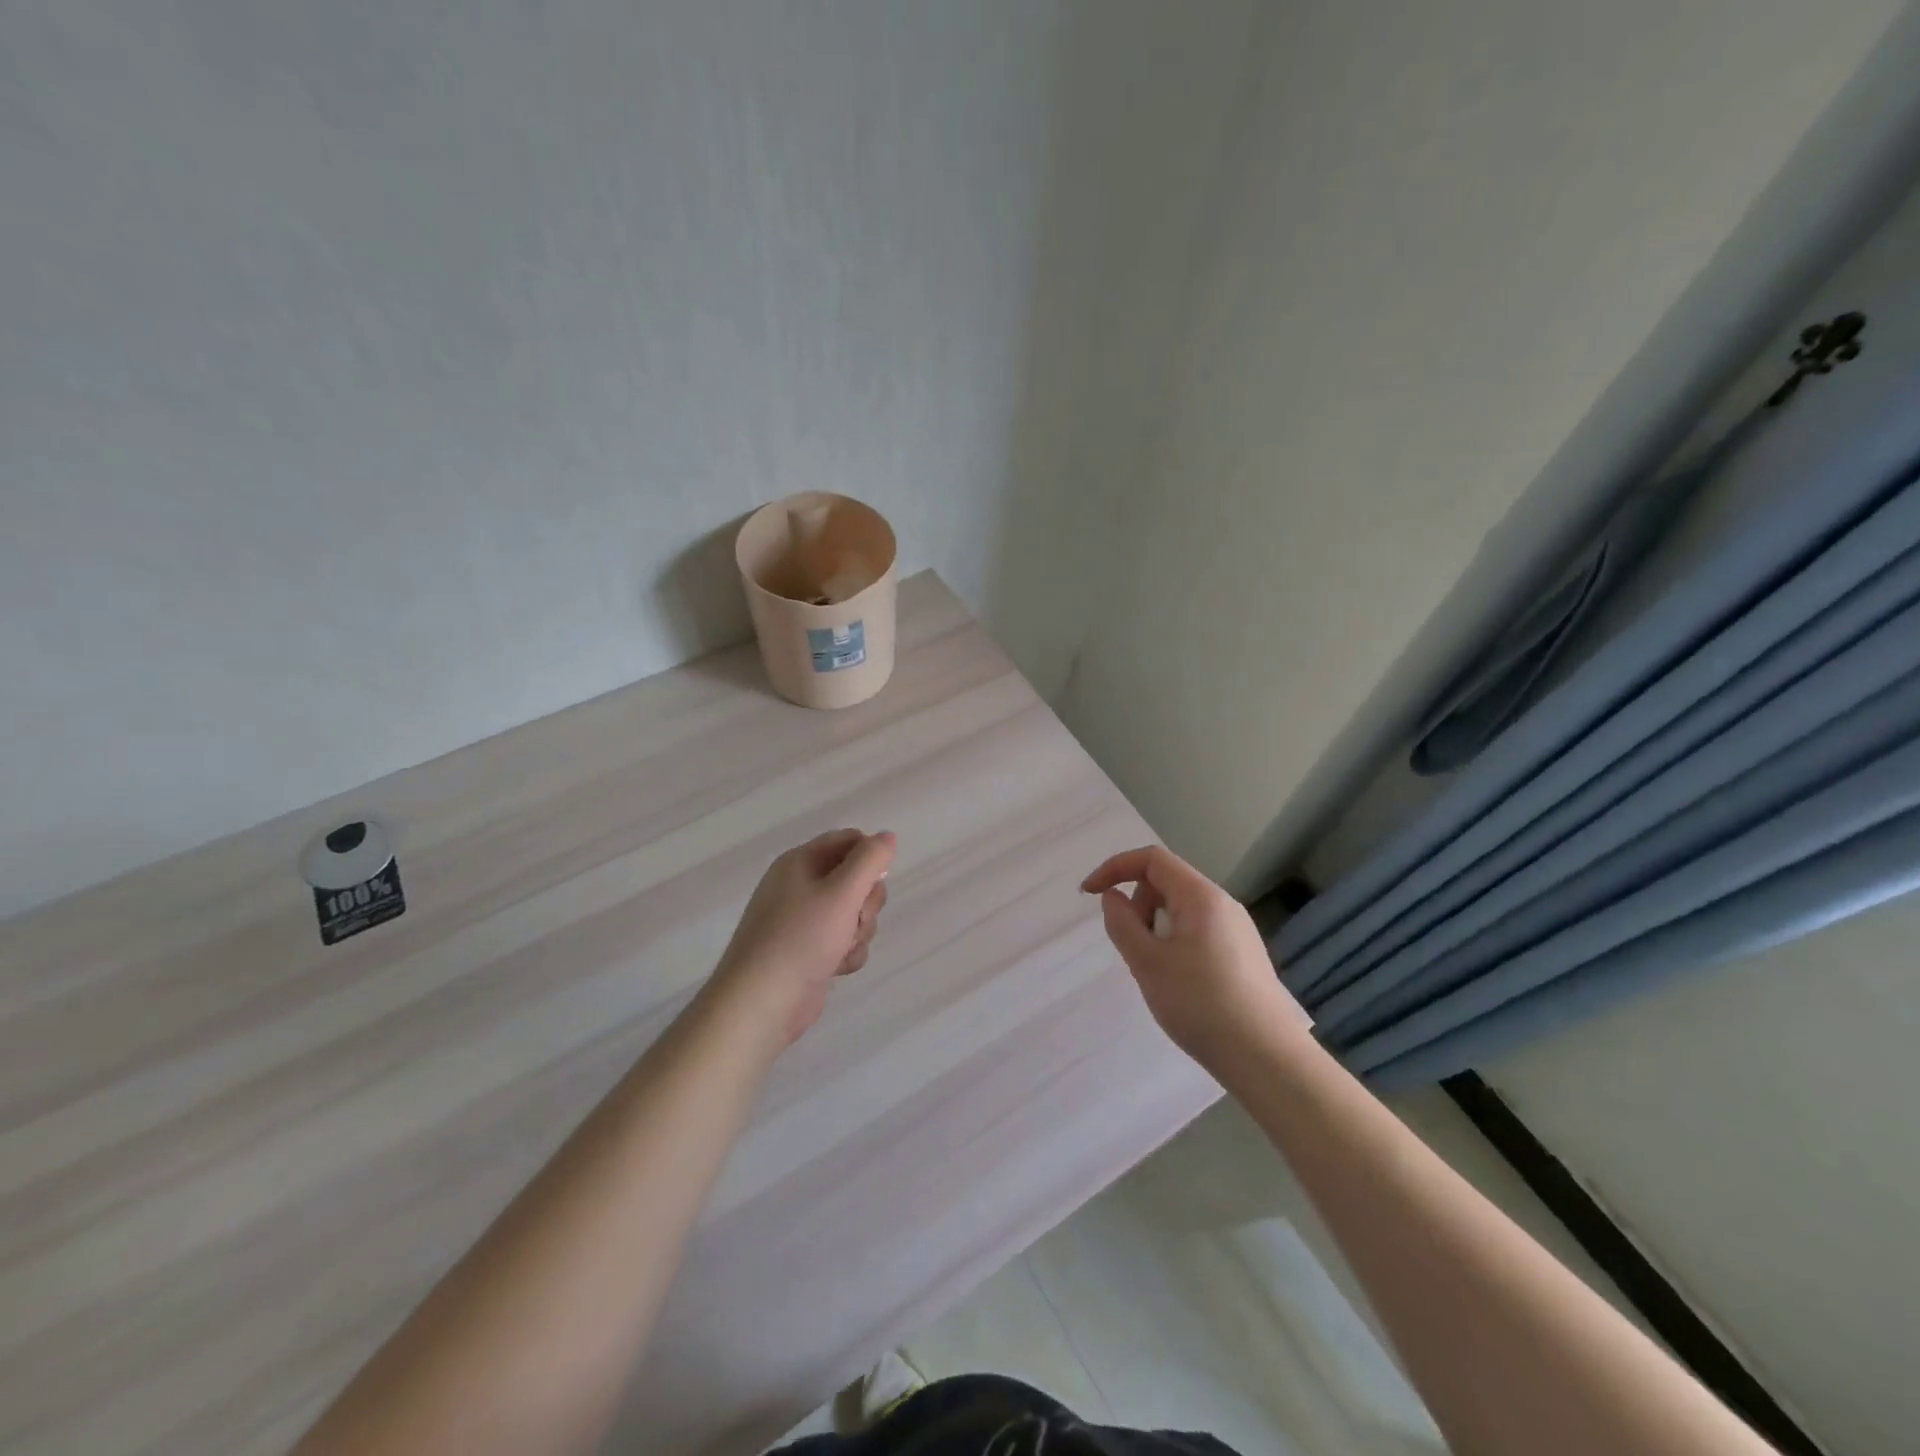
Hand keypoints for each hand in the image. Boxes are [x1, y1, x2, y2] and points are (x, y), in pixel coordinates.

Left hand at [714, 829, 896, 1044]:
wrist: (761, 1003)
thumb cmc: (801, 938)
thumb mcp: (842, 892)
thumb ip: (870, 860)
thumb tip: (888, 836)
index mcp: (800, 862)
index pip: (849, 840)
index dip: (870, 858)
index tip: (875, 882)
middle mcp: (800, 886)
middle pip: (856, 878)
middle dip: (866, 902)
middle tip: (856, 919)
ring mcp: (804, 920)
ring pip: (854, 913)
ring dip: (859, 931)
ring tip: (842, 949)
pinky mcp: (809, 950)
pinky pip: (844, 940)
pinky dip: (847, 953)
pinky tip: (836, 968)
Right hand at [1082, 844, 1307, 1068]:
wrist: (1267, 1059)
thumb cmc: (1201, 1005)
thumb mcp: (1148, 964)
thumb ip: (1122, 924)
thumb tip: (1113, 897)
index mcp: (1201, 896)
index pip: (1152, 859)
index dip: (1115, 868)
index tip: (1090, 894)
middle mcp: (1223, 904)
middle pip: (1167, 882)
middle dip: (1138, 903)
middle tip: (1132, 947)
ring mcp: (1237, 930)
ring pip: (1182, 909)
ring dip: (1155, 926)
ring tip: (1155, 970)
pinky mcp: (1243, 955)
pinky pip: (1198, 931)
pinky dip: (1175, 942)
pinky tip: (1179, 983)